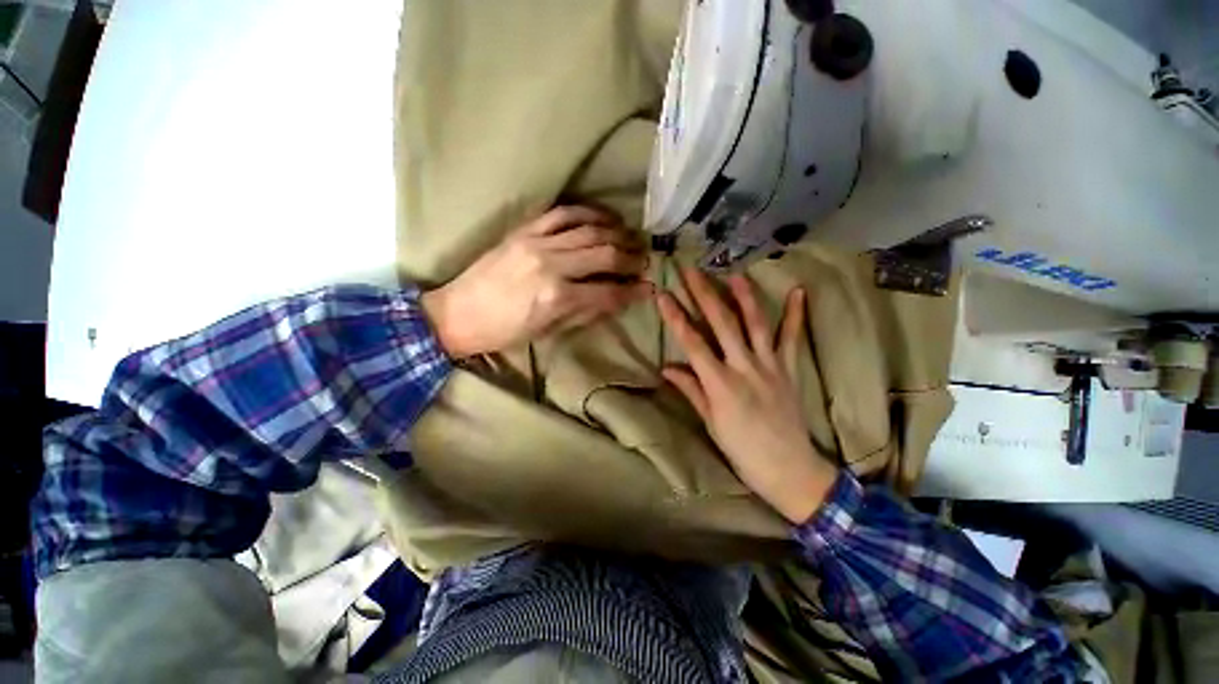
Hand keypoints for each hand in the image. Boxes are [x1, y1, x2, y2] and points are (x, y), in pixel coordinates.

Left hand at [421, 206, 652, 357]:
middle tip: (646, 260)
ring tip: (633, 238)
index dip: (633, 290)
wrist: (458, 313)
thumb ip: (586, 312)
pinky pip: (563, 213)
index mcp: (557, 298)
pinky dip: (589, 212)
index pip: (609, 291)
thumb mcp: (549, 332)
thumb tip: (618, 299)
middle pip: (605, 254)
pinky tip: (605, 218)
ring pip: (589, 230)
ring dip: (617, 233)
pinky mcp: (524, 230)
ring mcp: (537, 242)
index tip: (649, 287)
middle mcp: (552, 265)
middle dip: (631, 257)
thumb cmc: (505, 332)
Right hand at [657, 267, 838, 523]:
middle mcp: (743, 367)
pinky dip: (795, 315)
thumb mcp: (710, 423)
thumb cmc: (743, 450)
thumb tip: (667, 368)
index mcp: (720, 383)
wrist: (790, 469)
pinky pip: (791, 338)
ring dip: (744, 296)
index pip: (692, 343)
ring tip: (734, 273)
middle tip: (691, 270)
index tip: (663, 295)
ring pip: (755, 324)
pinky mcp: (789, 369)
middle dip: (704, 294)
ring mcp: (769, 366)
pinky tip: (798, 292)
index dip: (676, 317)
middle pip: (721, 324)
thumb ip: (691, 390)